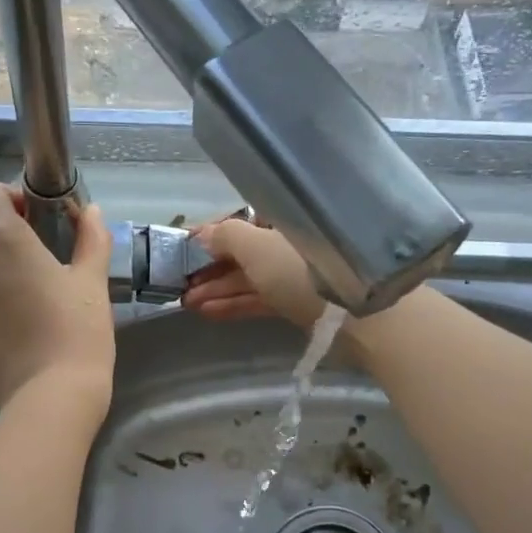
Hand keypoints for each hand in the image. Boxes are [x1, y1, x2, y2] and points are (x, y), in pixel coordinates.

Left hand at [0, 180, 115, 415]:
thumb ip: (91, 237)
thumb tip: (91, 211)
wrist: (50, 396)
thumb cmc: (77, 332)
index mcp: (1, 237)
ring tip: (21, 291)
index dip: (12, 197)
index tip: (38, 219)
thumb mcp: (92, 281)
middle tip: (35, 257)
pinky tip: (8, 317)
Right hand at [181, 219, 326, 328]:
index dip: (211, 234)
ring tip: (185, 302)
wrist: (352, 314)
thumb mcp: (255, 245)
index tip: (182, 248)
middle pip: (242, 252)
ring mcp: (292, 274)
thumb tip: (200, 235)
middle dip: (209, 268)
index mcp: (282, 218)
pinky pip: (258, 298)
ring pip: (248, 278)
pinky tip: (206, 312)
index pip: (241, 222)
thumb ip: (224, 236)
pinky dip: (233, 304)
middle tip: (179, 283)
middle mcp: (288, 242)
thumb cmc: (298, 268)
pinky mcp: (296, 302)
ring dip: (216, 289)